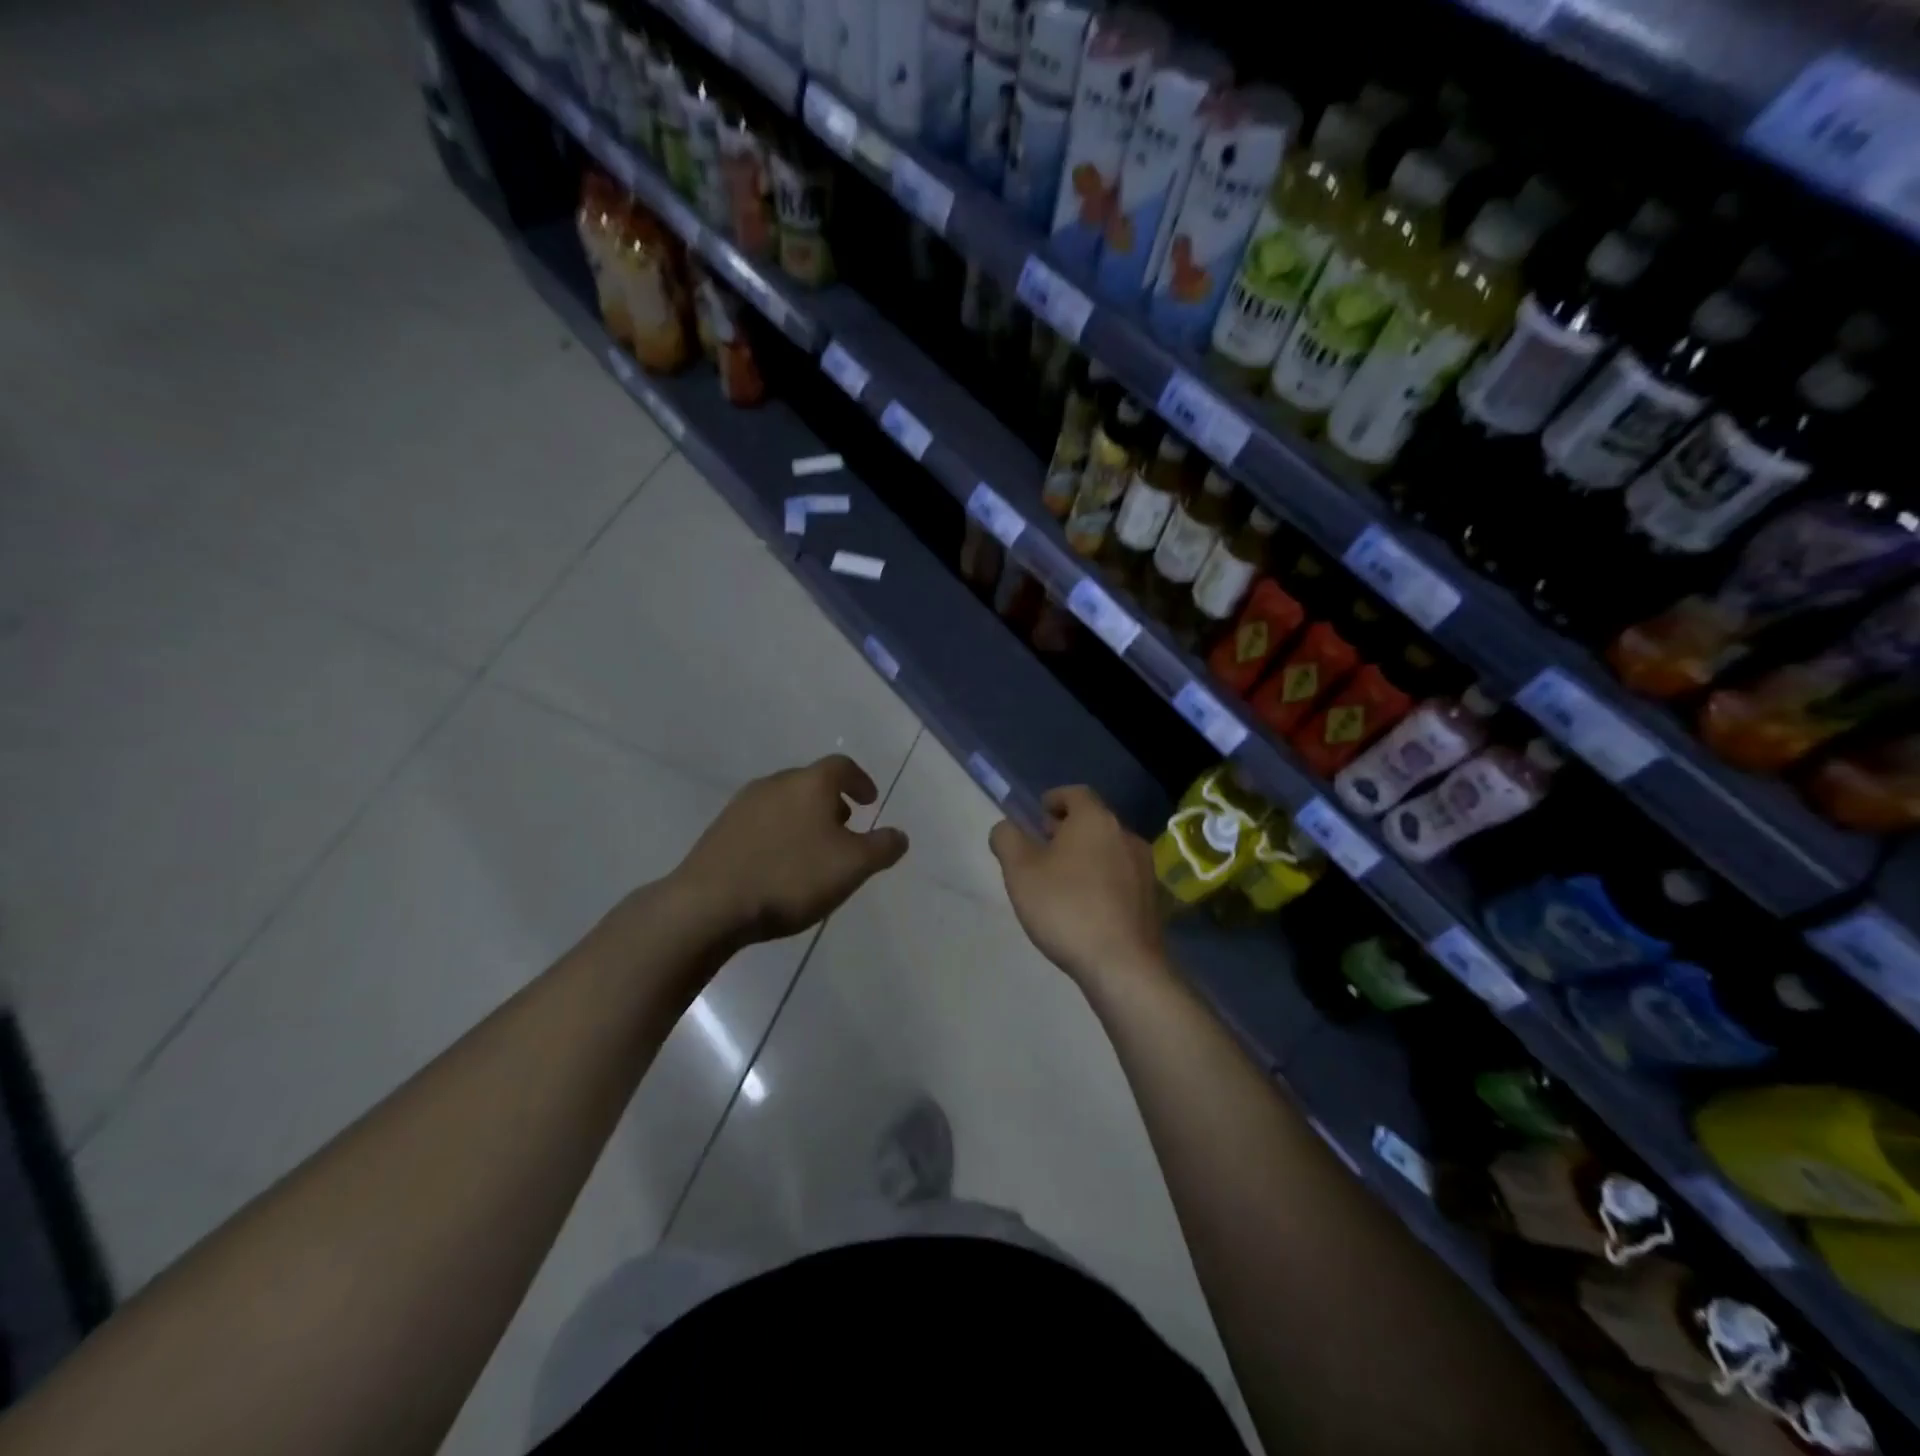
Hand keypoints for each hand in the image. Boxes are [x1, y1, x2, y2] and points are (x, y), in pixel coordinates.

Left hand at [675, 755, 908, 942]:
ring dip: (805, 818)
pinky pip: (762, 822)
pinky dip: (779, 833)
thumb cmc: (791, 877)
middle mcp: (776, 783)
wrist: (709, 904)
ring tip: (813, 850)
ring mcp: (743, 804)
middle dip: (832, 801)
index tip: (870, 801)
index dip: (861, 781)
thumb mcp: (852, 866)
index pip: (842, 767)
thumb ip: (882, 847)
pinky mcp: (720, 829)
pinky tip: (779, 865)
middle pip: (811, 782)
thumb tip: (899, 835)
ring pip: (785, 801)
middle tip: (845, 828)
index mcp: (810, 783)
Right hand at [989, 786, 1165, 985]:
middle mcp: (1126, 835)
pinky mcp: (1152, 899)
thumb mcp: (1020, 871)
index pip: (1076, 793)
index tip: (1038, 815)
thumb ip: (1007, 839)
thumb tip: (1006, 828)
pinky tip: (1086, 906)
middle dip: (1067, 830)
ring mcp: (1144, 868)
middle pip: (1094, 821)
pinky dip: (1102, 880)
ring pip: (1109, 850)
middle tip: (1042, 849)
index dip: (1054, 799)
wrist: (1122, 965)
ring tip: (1062, 881)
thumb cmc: (1066, 908)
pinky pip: (1121, 877)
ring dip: (1086, 856)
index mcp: (1096, 820)